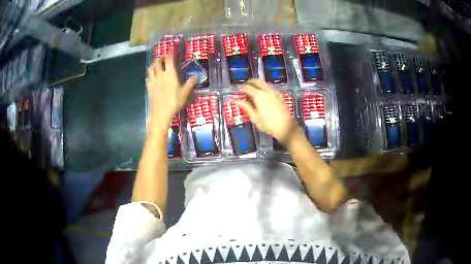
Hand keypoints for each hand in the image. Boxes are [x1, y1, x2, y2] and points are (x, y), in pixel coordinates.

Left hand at [147, 55, 196, 130]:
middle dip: (161, 57)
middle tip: (164, 58)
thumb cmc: (174, 102)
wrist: (160, 113)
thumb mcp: (185, 93)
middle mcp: (160, 74)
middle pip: (157, 62)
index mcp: (170, 74)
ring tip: (157, 64)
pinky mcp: (149, 87)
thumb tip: (196, 75)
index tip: (172, 49)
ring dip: (154, 64)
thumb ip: (190, 83)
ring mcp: (153, 81)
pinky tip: (153, 76)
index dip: (171, 52)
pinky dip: (150, 73)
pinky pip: (148, 77)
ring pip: (151, 68)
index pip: (169, 59)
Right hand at [237, 79, 297, 143]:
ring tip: (253, 88)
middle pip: (256, 82)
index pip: (247, 88)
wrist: (285, 126)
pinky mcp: (280, 95)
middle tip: (245, 87)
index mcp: (258, 95)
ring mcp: (274, 92)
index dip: (241, 89)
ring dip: (257, 84)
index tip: (238, 92)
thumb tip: (237, 101)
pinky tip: (263, 93)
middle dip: (250, 83)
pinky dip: (264, 87)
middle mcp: (266, 91)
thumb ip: (246, 107)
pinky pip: (270, 87)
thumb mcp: (255, 117)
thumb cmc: (268, 124)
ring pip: (264, 83)